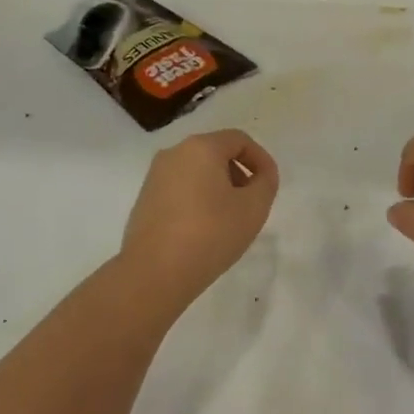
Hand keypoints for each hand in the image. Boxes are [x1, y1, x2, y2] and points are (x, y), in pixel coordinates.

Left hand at [120, 128, 278, 300]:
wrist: (154, 273)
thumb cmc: (210, 233)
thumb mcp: (254, 208)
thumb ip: (266, 183)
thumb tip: (261, 175)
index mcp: (200, 147)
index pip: (239, 140)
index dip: (261, 159)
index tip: (269, 185)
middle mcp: (173, 154)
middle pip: (216, 153)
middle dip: (239, 173)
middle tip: (250, 203)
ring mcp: (154, 177)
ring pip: (196, 172)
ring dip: (218, 188)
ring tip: (229, 219)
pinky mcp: (144, 200)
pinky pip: (180, 189)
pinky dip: (198, 200)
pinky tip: (204, 230)